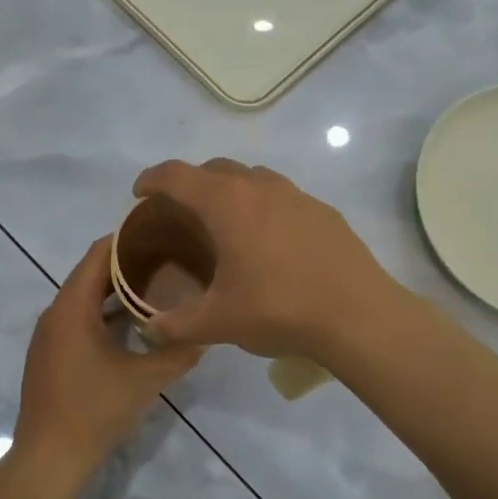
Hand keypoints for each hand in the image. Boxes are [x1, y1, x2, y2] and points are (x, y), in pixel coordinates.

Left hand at [12, 238, 203, 480]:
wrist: (50, 457)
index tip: (162, 230)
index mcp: (72, 307)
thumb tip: (207, 332)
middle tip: (169, 257)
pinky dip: (105, 313)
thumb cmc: (94, 409)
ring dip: (117, 291)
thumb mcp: (146, 379)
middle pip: (91, 273)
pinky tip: (134, 323)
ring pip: (85, 298)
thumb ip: (178, 351)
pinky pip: (79, 319)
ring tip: (158, 285)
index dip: (128, 239)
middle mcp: (55, 312)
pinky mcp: (51, 354)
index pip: (98, 254)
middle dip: (128, 264)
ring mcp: (50, 335)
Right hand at [131, 159, 396, 358]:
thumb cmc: (278, 309)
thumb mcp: (217, 322)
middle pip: (214, 169)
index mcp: (227, 204)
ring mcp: (296, 195)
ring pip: (252, 178)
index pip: (177, 175)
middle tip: (180, 212)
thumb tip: (150, 329)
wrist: (358, 315)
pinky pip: (281, 196)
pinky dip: (262, 207)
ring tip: (224, 224)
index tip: (140, 193)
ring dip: (229, 190)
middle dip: (190, 183)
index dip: (152, 179)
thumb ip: (175, 324)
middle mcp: (260, 187)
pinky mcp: (323, 212)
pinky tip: (268, 242)